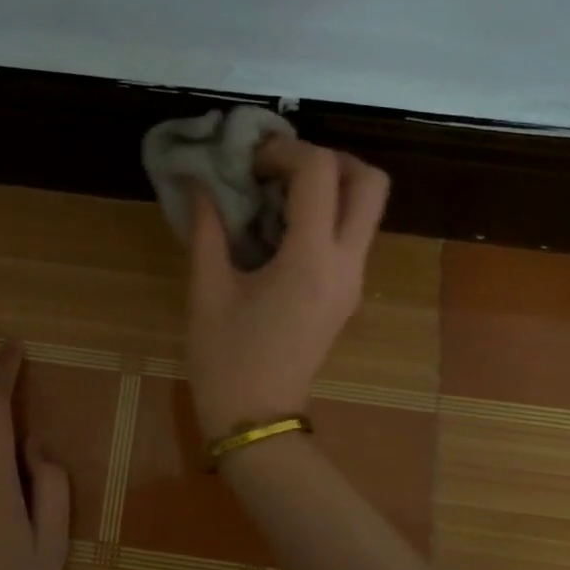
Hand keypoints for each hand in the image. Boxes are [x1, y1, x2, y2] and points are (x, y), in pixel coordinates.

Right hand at [185, 137, 389, 439]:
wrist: (257, 418)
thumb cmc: (225, 358)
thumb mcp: (207, 290)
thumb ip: (207, 228)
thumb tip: (199, 182)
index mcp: (310, 260)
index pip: (320, 173)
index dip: (285, 151)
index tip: (250, 160)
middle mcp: (346, 264)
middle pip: (370, 182)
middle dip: (329, 159)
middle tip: (282, 167)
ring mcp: (354, 280)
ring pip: (368, 208)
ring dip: (332, 185)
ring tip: (279, 192)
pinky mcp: (348, 294)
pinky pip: (353, 234)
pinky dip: (328, 213)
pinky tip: (282, 225)